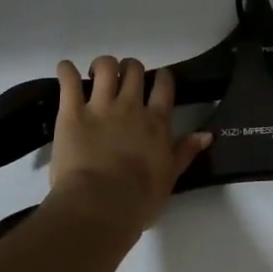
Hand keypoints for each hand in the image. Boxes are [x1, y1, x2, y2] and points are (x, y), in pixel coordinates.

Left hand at [42, 56, 211, 243]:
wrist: (100, 205)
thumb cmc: (138, 199)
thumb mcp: (169, 178)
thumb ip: (185, 152)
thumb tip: (206, 134)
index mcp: (156, 122)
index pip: (164, 85)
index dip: (162, 77)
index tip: (158, 79)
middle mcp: (130, 106)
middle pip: (134, 69)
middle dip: (130, 68)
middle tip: (123, 80)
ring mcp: (100, 106)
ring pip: (105, 66)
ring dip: (102, 65)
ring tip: (95, 75)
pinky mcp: (71, 111)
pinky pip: (68, 79)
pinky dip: (66, 70)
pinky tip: (66, 69)